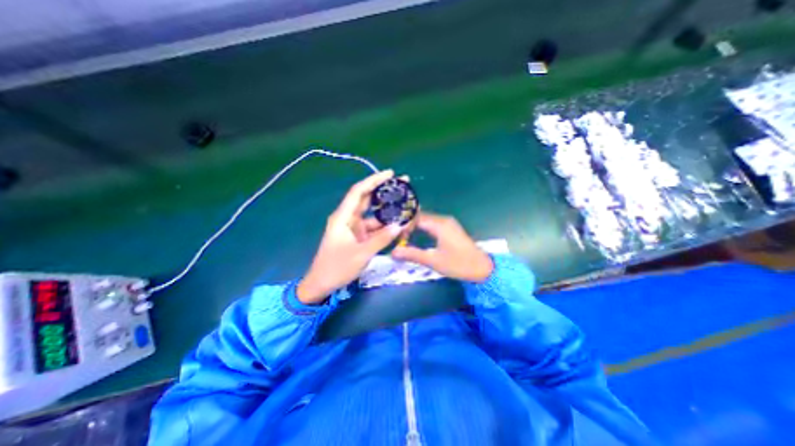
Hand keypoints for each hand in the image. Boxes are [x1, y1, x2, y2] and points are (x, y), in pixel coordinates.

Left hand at [296, 168, 403, 302]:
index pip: (359, 191)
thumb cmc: (337, 268)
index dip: (374, 180)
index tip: (390, 173)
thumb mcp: (361, 253)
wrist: (321, 284)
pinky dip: (384, 226)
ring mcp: (353, 228)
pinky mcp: (357, 236)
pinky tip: (397, 225)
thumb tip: (400, 225)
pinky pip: (373, 227)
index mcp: (343, 217)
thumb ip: (382, 239)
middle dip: (384, 191)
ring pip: (372, 214)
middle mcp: (348, 218)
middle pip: (367, 199)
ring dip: (387, 211)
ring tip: (405, 206)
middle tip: (403, 184)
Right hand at [391, 213, 494, 281]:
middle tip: (397, 235)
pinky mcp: (451, 228)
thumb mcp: (433, 261)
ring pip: (426, 219)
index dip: (404, 224)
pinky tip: (417, 235)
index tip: (395, 234)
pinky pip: (432, 223)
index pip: (416, 217)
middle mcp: (443, 219)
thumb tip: (393, 252)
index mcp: (439, 224)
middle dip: (408, 224)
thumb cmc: (458, 264)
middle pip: (421, 216)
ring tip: (404, 235)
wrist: (482, 268)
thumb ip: (412, 254)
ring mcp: (448, 223)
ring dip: (415, 225)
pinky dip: (423, 227)